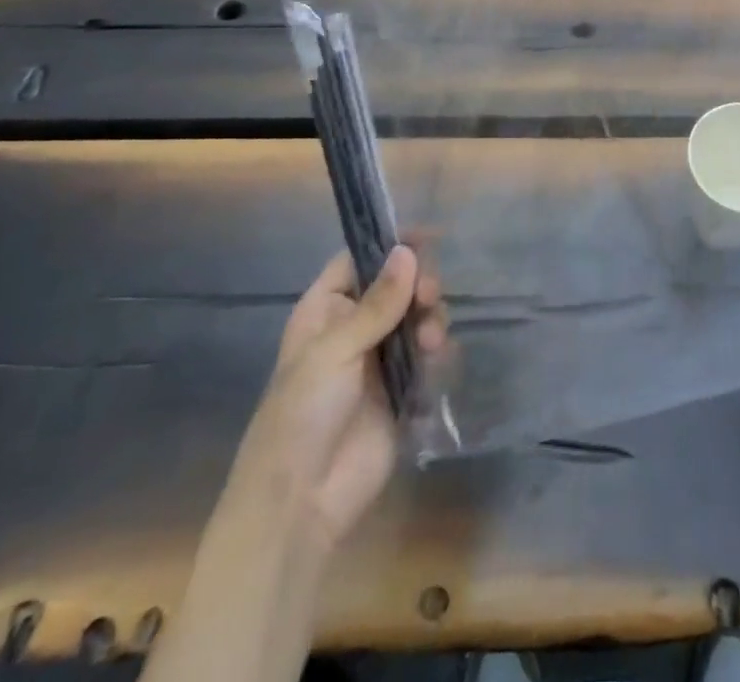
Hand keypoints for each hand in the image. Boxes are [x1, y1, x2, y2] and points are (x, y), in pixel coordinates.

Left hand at [227, 247, 447, 548]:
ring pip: (417, 318)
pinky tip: (437, 361)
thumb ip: (378, 302)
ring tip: (431, 342)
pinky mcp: (402, 390)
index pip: (359, 261)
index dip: (390, 246)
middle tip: (430, 296)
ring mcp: (379, 360)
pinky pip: (428, 355)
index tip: (426, 237)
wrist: (301, 503)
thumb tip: (408, 251)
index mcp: (325, 311)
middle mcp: (354, 328)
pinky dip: (438, 351)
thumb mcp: (335, 350)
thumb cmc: (303, 414)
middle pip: (397, 286)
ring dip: (430, 320)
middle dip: (419, 286)